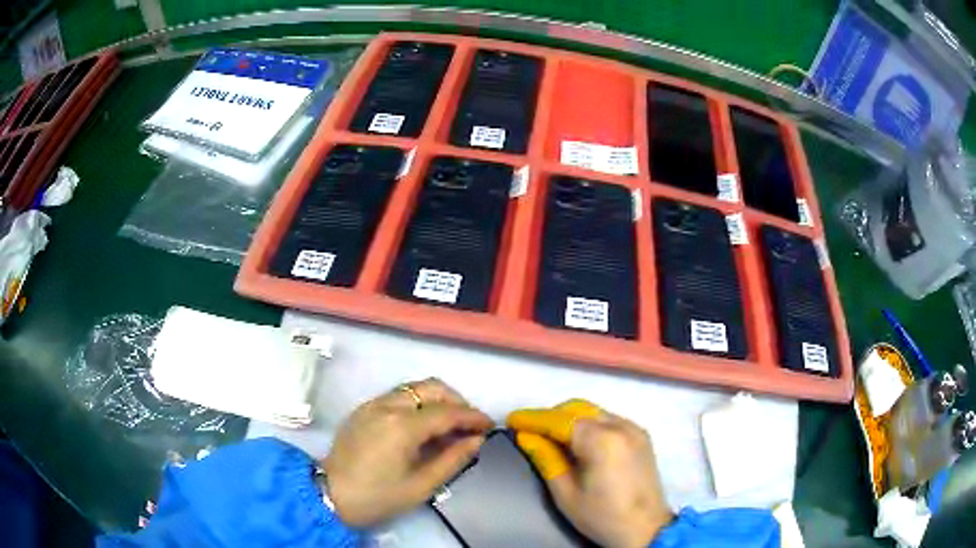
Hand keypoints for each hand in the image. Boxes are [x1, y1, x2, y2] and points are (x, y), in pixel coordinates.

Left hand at [323, 378, 492, 526]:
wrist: (330, 495)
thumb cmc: (379, 496)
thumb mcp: (422, 485)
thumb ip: (453, 459)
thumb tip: (476, 440)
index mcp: (402, 426)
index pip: (447, 412)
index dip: (472, 417)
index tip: (489, 425)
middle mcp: (387, 406)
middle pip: (431, 388)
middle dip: (456, 401)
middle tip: (468, 423)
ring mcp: (372, 404)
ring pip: (413, 388)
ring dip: (436, 400)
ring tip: (448, 424)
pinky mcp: (362, 409)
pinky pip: (397, 397)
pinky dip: (417, 404)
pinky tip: (421, 426)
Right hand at [508, 400, 672, 547]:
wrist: (646, 529)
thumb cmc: (602, 516)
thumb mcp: (565, 494)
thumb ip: (546, 459)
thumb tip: (526, 436)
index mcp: (602, 441)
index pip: (560, 420)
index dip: (533, 418)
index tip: (512, 420)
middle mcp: (621, 426)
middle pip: (577, 409)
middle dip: (550, 416)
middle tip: (529, 431)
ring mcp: (634, 428)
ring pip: (593, 411)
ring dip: (569, 419)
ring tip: (550, 437)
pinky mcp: (641, 436)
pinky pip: (608, 419)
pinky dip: (588, 424)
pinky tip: (579, 442)